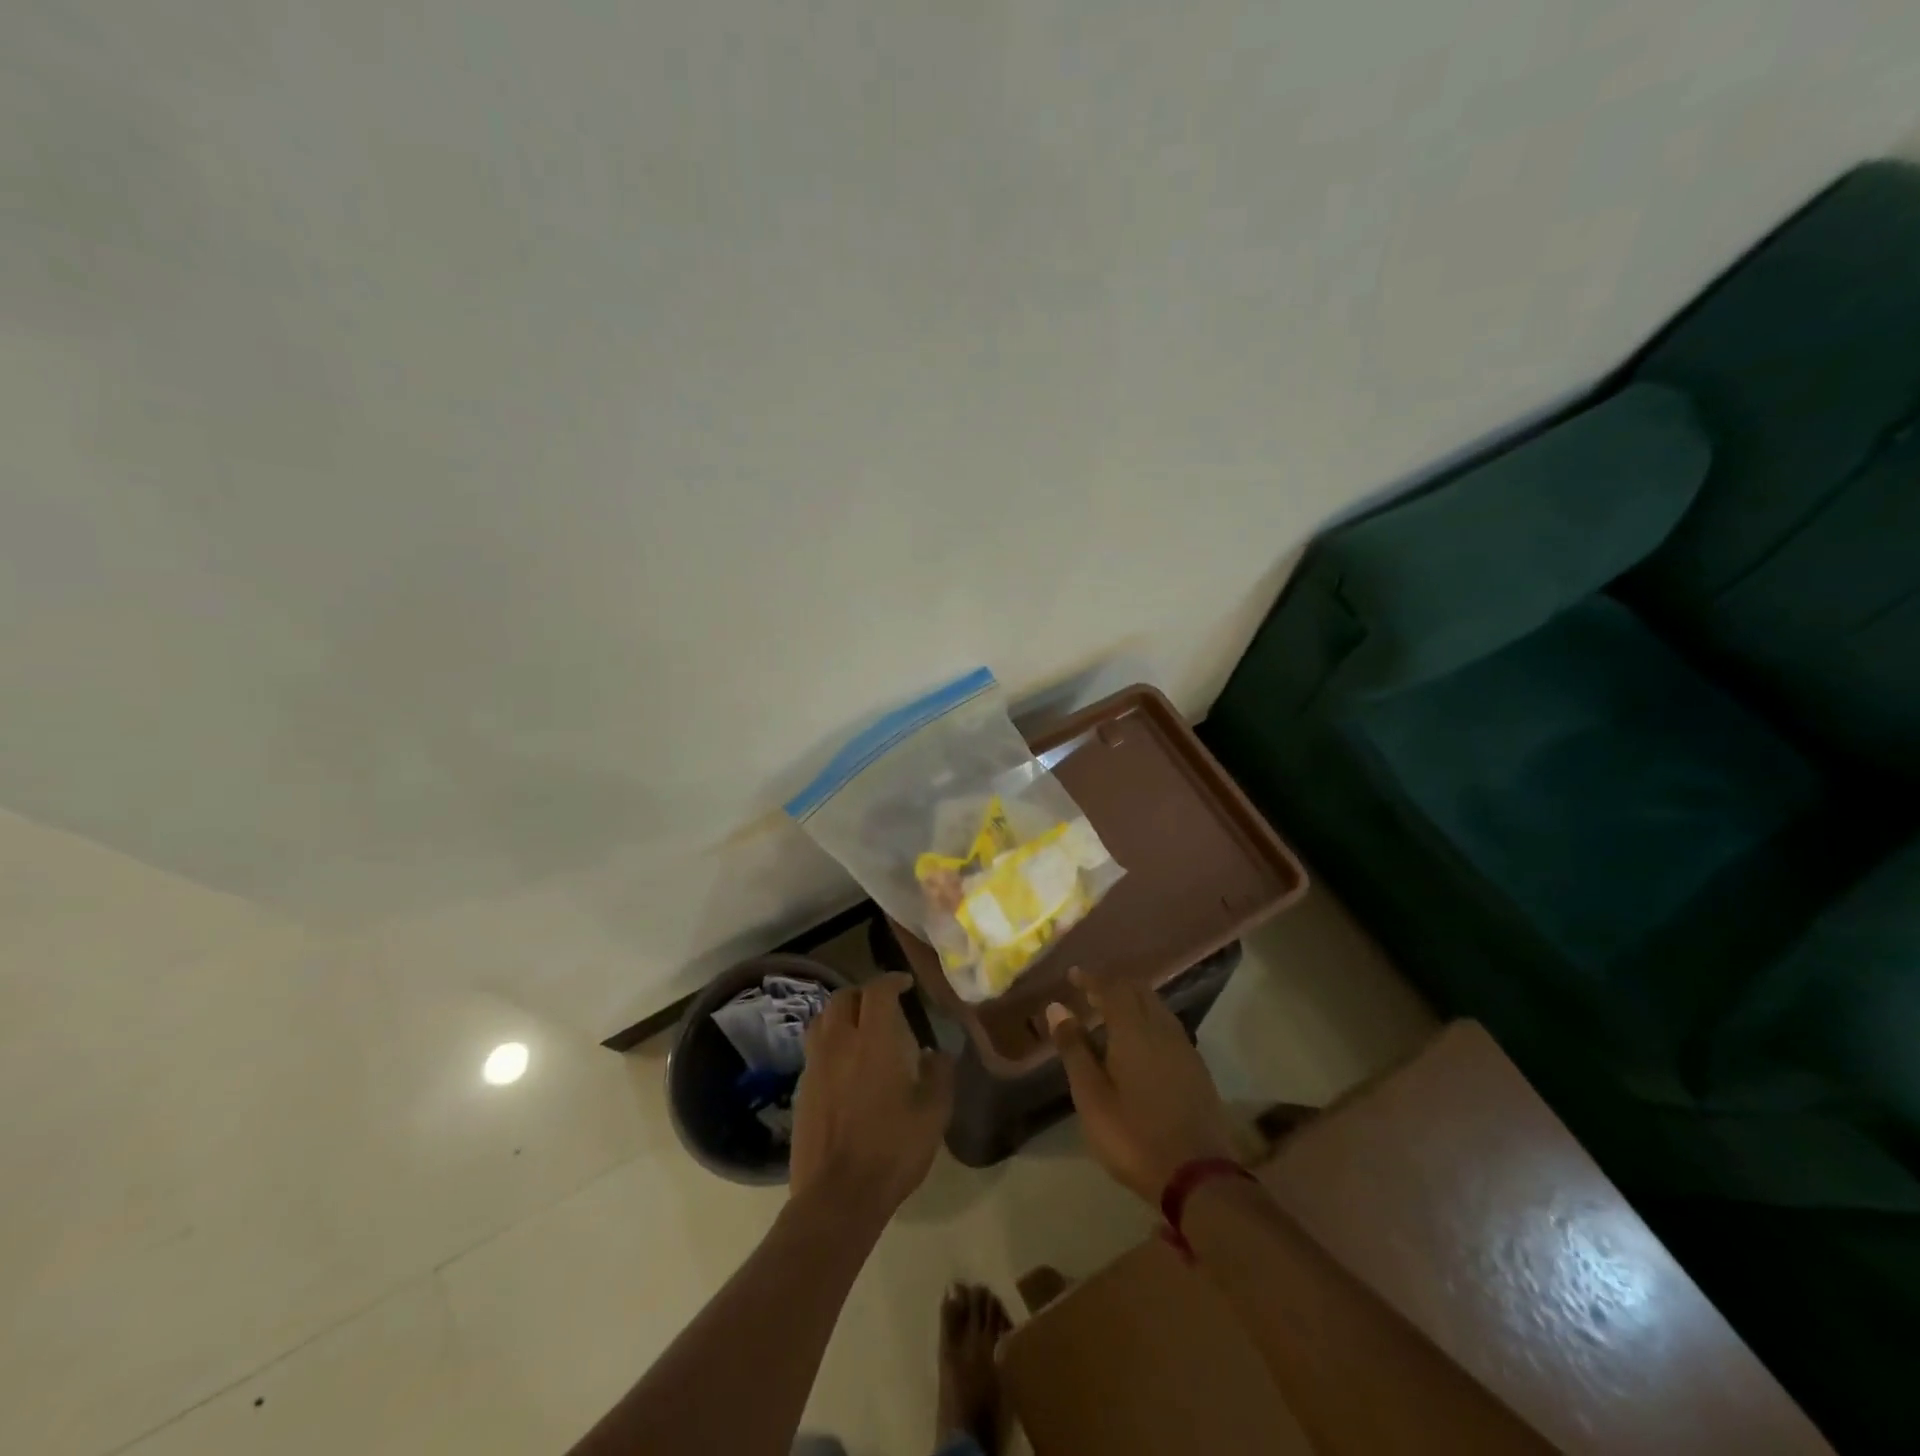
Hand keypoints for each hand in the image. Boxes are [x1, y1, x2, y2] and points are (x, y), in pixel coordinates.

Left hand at [790, 973, 955, 1220]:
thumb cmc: (892, 1150)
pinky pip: (814, 1049)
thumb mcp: (933, 1113)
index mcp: (874, 1041)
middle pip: (843, 998)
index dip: (891, 981)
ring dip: (841, 1014)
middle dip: (863, 993)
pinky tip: (844, 1065)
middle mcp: (839, 1043)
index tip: (905, 984)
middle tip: (882, 1005)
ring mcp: (815, 1066)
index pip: (877, 991)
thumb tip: (935, 1053)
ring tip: (859, 1028)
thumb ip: (939, 1074)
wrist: (837, 1196)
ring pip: (822, 1020)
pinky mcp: (802, 1089)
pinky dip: (830, 1042)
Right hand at [1047, 968, 1239, 1202]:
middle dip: (1114, 985)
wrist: (1197, 1176)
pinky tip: (1141, 1041)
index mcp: (1134, 1031)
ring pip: (1157, 1008)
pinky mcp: (1197, 1068)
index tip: (1074, 974)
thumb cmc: (1133, 1136)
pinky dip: (1149, 1020)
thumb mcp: (1091, 1096)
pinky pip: (1169, 1027)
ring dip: (1134, 1001)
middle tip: (1090, 991)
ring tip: (1111, 1013)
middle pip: (1139, 992)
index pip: (1112, 988)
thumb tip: (1057, 1008)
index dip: (1092, 978)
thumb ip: (1074, 1049)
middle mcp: (1162, 1030)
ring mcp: (1184, 1048)